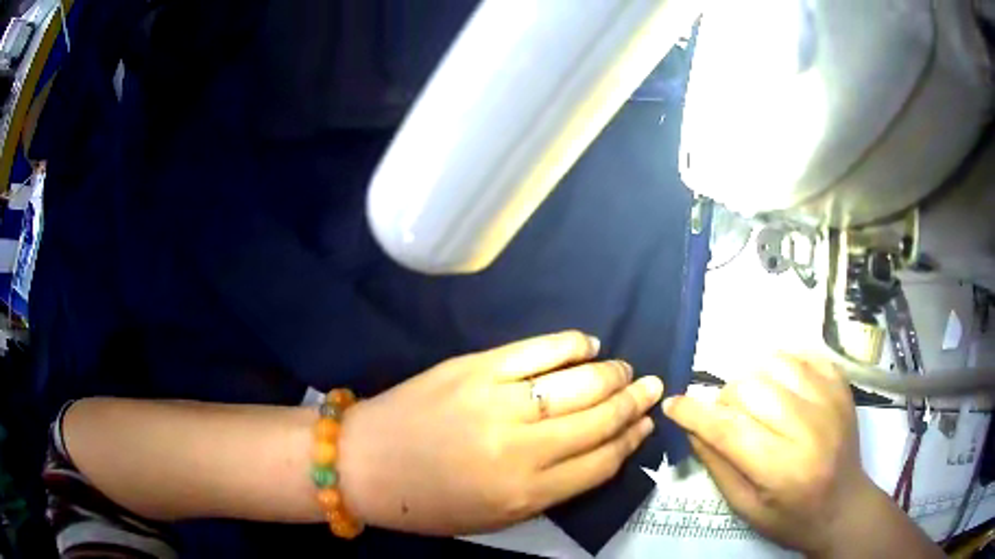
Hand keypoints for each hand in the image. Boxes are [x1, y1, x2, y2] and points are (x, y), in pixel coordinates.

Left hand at [337, 331, 663, 534]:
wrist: (365, 464)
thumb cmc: (429, 503)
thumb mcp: (496, 517)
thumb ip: (550, 491)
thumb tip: (596, 454)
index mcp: (527, 493)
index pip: (601, 462)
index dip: (630, 441)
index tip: (646, 426)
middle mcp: (521, 448)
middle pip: (598, 420)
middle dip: (633, 403)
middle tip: (652, 388)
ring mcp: (498, 402)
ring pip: (577, 384)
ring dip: (612, 375)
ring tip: (627, 371)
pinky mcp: (475, 369)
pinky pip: (537, 351)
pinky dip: (570, 344)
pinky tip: (588, 345)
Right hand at [663, 356, 876, 555]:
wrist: (844, 506)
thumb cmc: (791, 517)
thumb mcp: (746, 508)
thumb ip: (718, 466)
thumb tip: (692, 427)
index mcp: (781, 469)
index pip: (729, 429)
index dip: (694, 413)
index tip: (673, 404)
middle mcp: (807, 429)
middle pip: (750, 389)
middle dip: (725, 400)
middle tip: (727, 418)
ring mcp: (829, 401)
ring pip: (775, 363)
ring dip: (753, 378)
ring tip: (754, 401)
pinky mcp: (841, 386)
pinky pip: (805, 355)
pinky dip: (783, 362)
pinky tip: (780, 382)